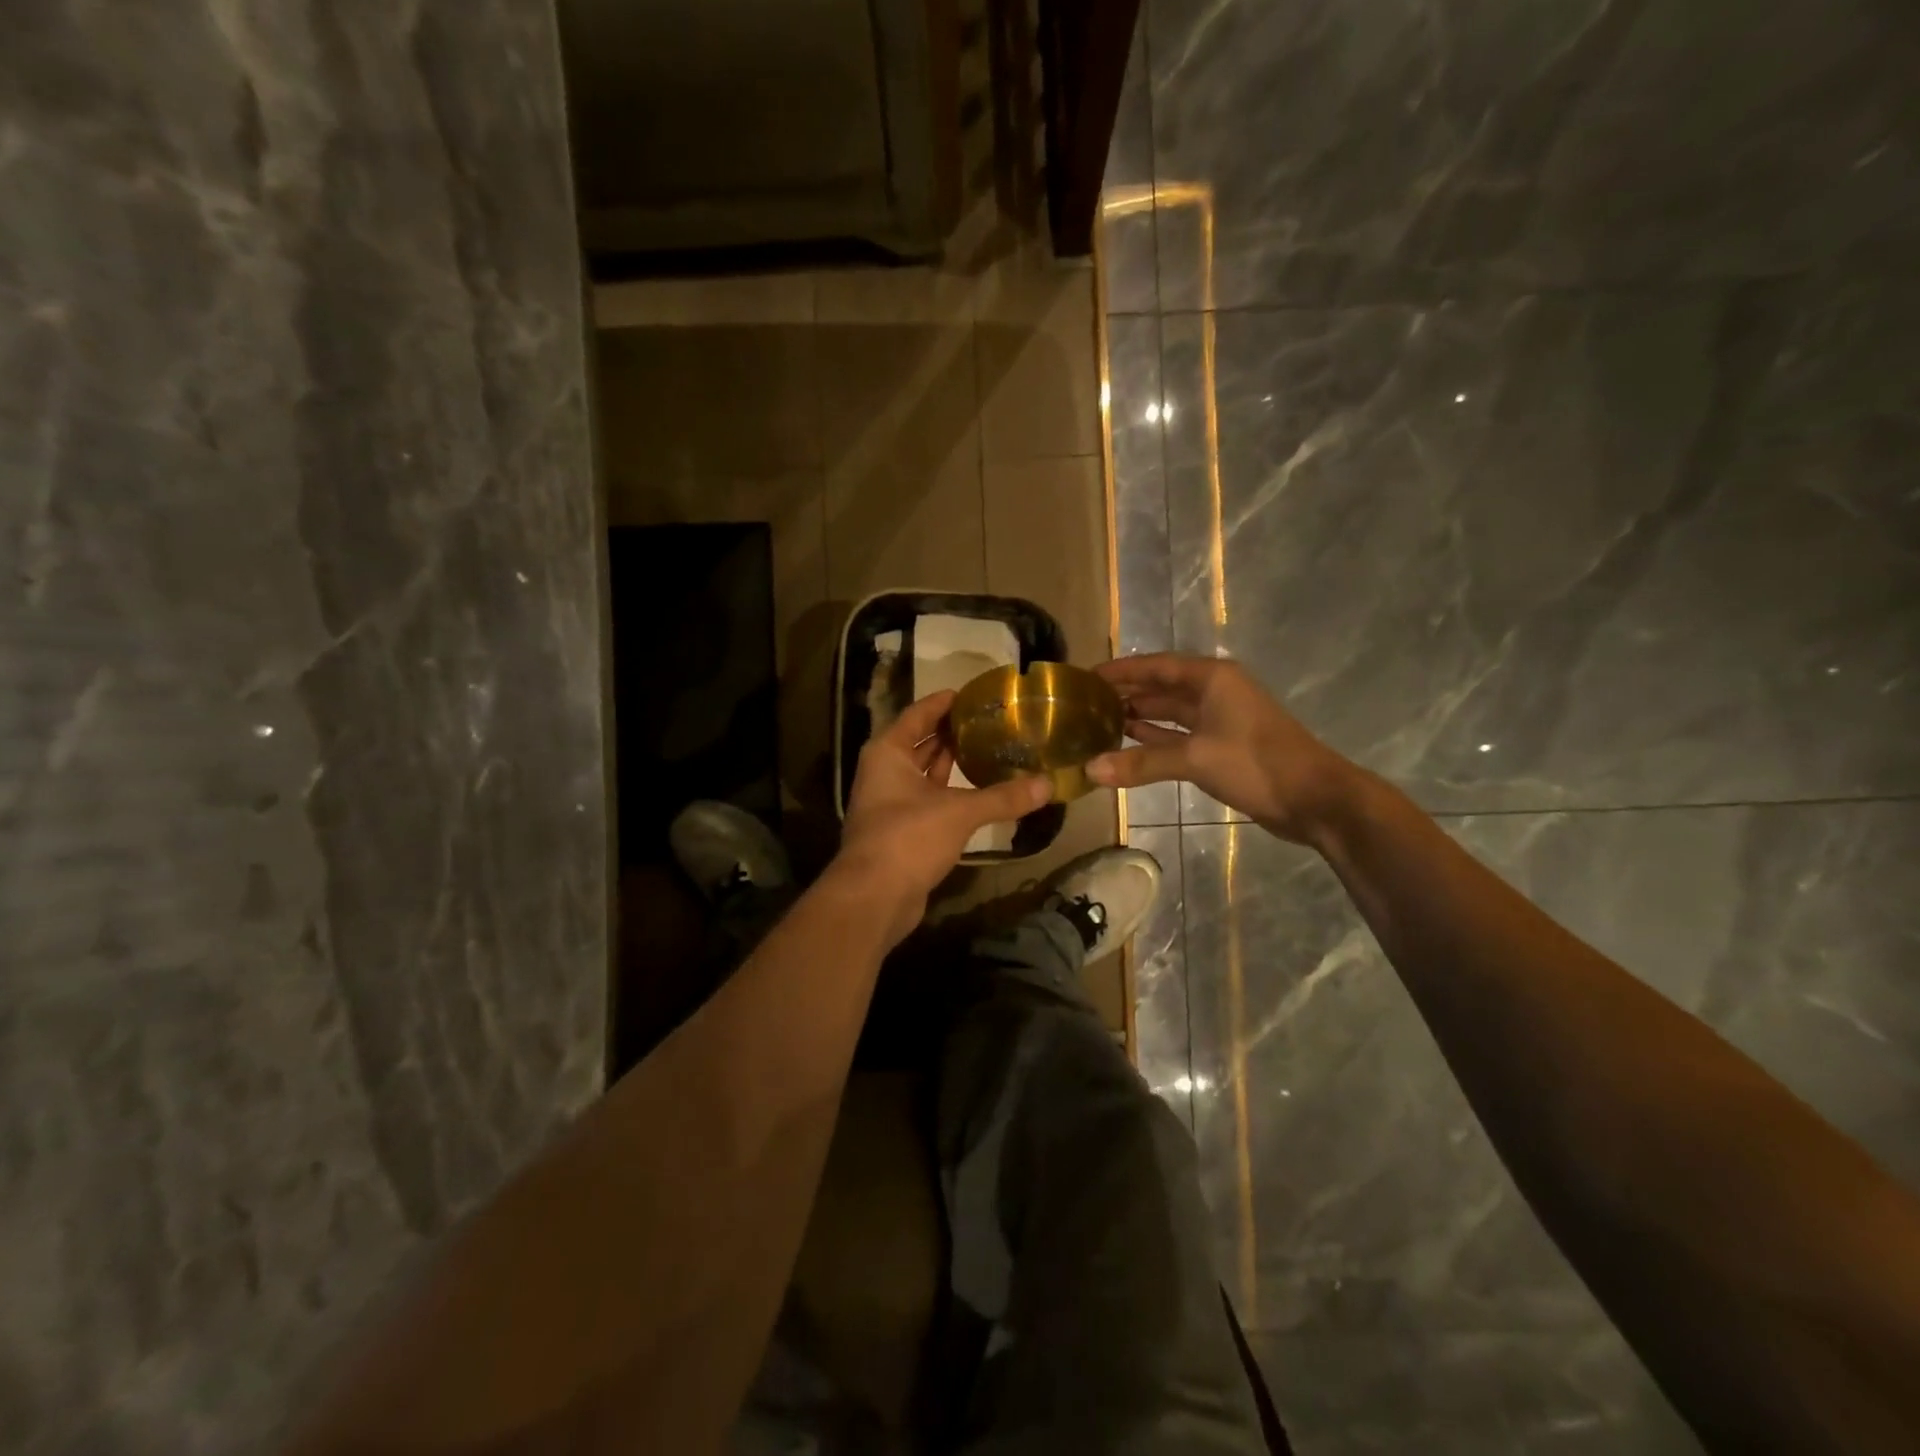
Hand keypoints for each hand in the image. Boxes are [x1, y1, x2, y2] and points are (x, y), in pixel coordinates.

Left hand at [835, 690, 1049, 936]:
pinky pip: (929, 800)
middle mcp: (885, 772)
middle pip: (920, 742)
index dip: (944, 702)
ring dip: (951, 764)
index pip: (918, 714)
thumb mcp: (960, 812)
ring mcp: (890, 803)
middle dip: (952, 733)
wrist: (874, 897)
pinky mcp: (900, 830)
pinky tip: (979, 792)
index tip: (973, 694)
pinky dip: (951, 793)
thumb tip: (1049, 784)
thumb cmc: (908, 837)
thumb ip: (1003, 797)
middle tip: (990, 722)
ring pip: (924, 774)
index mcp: (889, 752)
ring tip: (989, 750)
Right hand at [1087, 653, 1355, 845]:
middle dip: (1126, 693)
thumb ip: (1141, 763)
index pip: (1156, 666)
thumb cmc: (1255, 763)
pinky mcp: (1222, 746)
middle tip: (1085, 704)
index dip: (1122, 670)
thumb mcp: (1195, 759)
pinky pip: (1179, 735)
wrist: (1313, 799)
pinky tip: (1129, 742)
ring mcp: (1220, 720)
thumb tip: (1090, 770)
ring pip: (1170, 712)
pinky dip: (1155, 738)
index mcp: (1212, 679)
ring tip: (1099, 723)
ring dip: (1139, 716)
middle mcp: (1215, 692)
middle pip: (1162, 686)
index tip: (1087, 676)